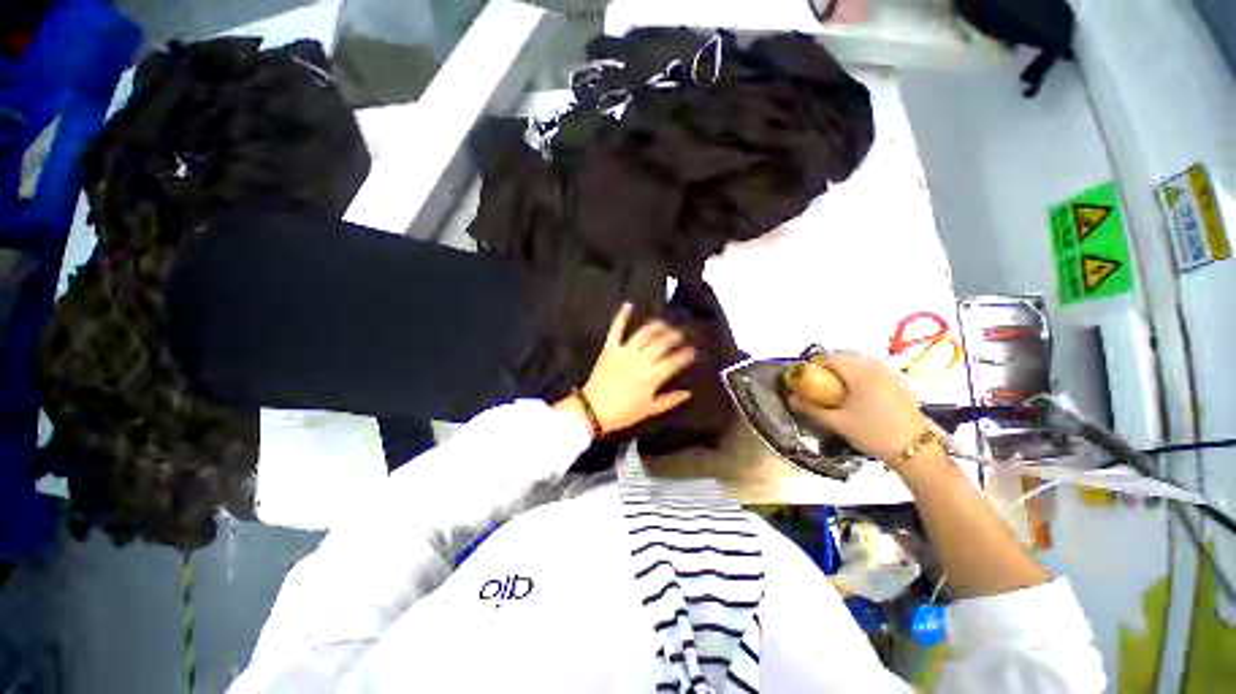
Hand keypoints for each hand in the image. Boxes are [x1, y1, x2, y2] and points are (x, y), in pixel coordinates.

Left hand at [562, 303, 696, 434]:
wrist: (592, 410)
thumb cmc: (622, 413)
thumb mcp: (649, 410)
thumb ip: (670, 400)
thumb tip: (688, 393)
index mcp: (652, 377)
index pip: (674, 361)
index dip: (686, 355)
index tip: (693, 351)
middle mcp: (641, 360)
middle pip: (662, 343)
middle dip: (675, 336)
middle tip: (681, 333)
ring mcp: (625, 352)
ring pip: (644, 333)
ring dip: (656, 325)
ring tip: (664, 323)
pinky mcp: (610, 349)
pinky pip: (616, 330)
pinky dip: (622, 316)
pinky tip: (628, 305)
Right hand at [787, 353, 931, 461]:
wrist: (915, 450)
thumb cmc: (872, 433)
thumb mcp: (837, 423)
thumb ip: (811, 409)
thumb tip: (790, 399)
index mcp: (859, 373)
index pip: (830, 358)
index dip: (815, 364)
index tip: (807, 378)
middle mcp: (876, 367)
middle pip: (846, 357)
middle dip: (830, 366)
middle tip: (821, 384)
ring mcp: (890, 374)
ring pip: (861, 362)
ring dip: (846, 369)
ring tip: (839, 389)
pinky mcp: (900, 383)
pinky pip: (874, 369)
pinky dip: (862, 374)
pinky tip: (860, 394)